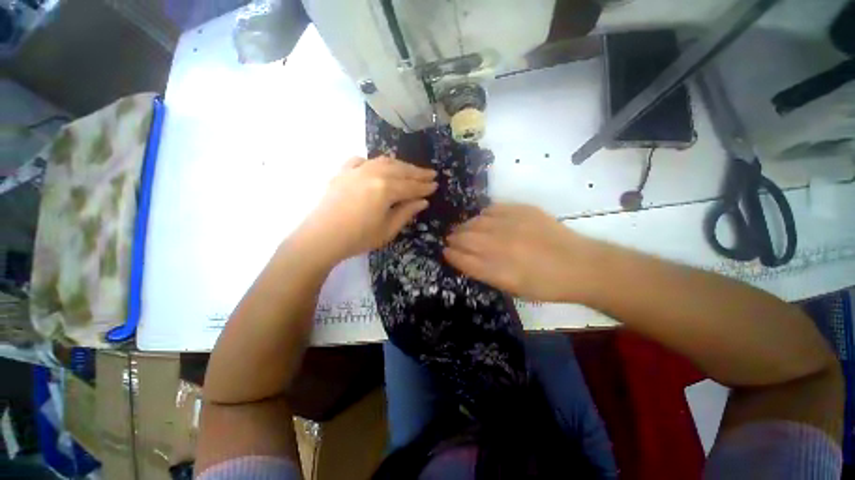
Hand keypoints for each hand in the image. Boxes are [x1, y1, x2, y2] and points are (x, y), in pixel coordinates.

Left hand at [297, 156, 436, 263]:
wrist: (321, 237)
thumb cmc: (358, 238)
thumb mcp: (388, 229)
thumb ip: (406, 212)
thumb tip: (422, 201)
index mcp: (386, 189)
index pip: (411, 186)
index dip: (425, 186)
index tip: (436, 185)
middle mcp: (373, 173)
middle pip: (400, 170)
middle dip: (417, 172)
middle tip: (431, 173)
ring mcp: (356, 170)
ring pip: (383, 162)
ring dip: (400, 164)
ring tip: (410, 168)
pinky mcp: (343, 173)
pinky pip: (361, 161)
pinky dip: (372, 162)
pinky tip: (376, 166)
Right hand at [443, 203, 601, 301]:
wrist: (579, 265)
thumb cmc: (545, 285)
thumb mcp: (512, 289)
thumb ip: (486, 274)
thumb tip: (466, 259)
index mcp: (497, 270)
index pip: (462, 259)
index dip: (451, 255)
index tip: (446, 251)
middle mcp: (500, 246)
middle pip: (464, 238)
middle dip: (453, 239)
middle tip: (451, 239)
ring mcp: (510, 226)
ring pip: (475, 222)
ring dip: (465, 226)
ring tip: (463, 229)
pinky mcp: (522, 211)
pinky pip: (492, 209)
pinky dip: (483, 215)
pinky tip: (483, 219)